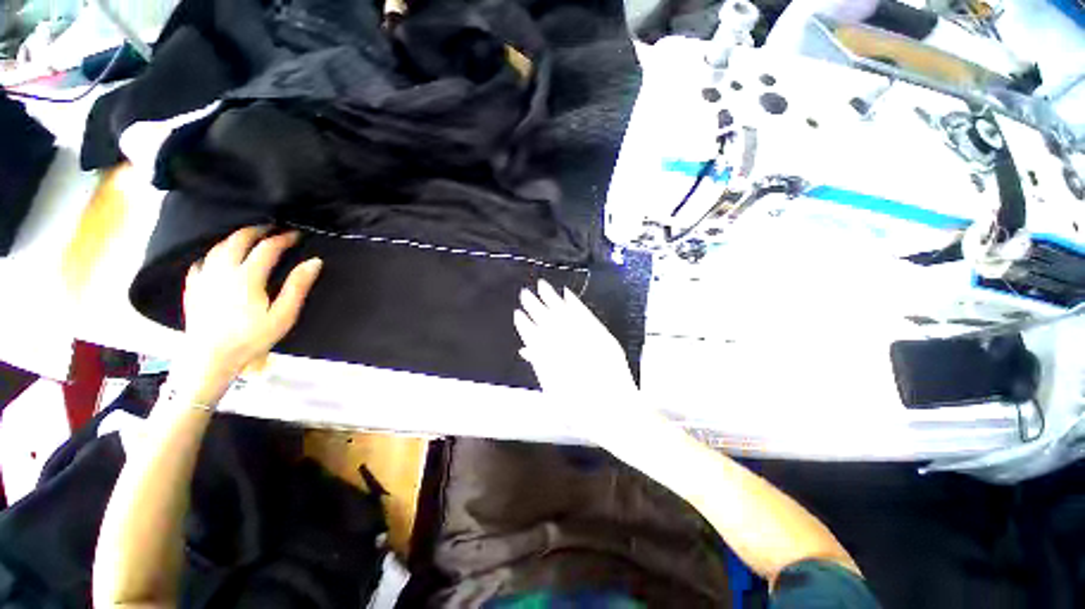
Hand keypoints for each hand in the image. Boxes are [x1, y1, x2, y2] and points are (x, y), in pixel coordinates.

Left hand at [177, 226, 322, 403]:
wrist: (210, 358)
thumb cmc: (252, 338)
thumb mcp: (283, 315)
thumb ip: (298, 286)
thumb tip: (314, 262)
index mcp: (247, 276)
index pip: (267, 248)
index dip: (283, 238)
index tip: (295, 234)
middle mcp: (223, 270)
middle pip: (238, 240)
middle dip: (256, 231)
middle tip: (270, 228)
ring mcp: (204, 278)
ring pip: (218, 248)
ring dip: (234, 239)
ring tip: (247, 239)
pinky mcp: (193, 288)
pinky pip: (201, 263)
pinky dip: (213, 255)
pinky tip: (217, 259)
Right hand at [514, 280, 641, 439]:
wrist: (614, 413)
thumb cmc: (581, 410)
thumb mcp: (553, 394)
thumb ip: (540, 367)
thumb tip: (527, 350)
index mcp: (548, 359)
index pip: (532, 335)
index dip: (524, 324)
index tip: (517, 313)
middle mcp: (563, 346)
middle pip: (545, 320)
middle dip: (534, 306)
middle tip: (525, 293)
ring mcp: (582, 339)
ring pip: (562, 313)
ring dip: (551, 299)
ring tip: (542, 286)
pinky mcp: (600, 335)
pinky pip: (584, 315)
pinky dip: (575, 304)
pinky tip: (567, 294)